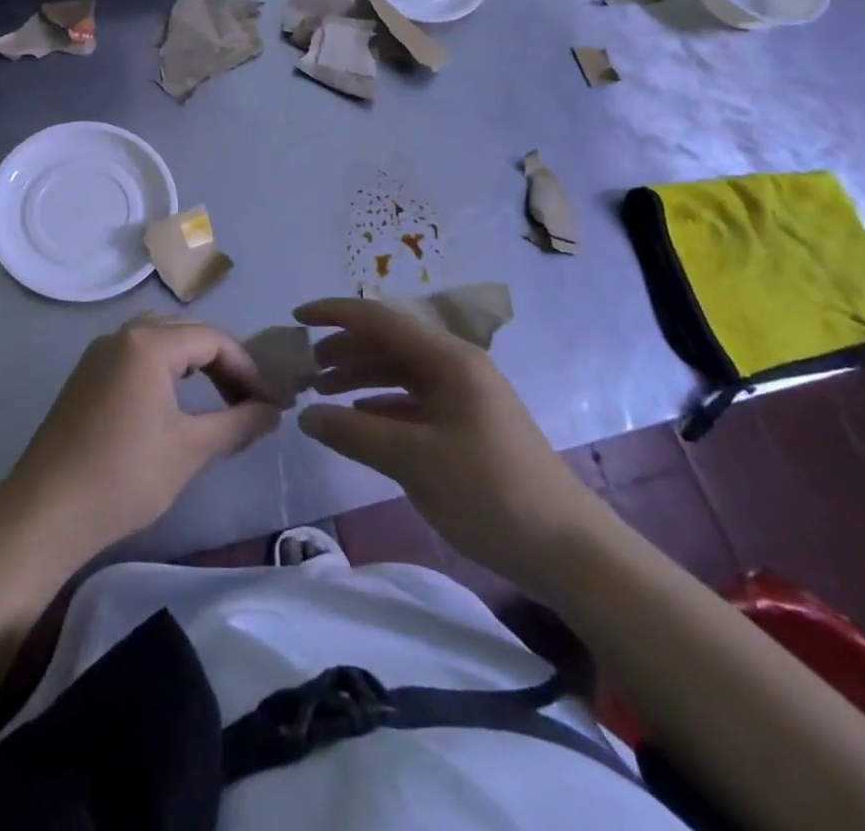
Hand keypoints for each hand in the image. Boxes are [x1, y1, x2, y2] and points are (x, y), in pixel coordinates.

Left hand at [6, 316, 280, 559]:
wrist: (45, 512)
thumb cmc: (124, 476)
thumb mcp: (190, 450)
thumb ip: (239, 423)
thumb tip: (274, 411)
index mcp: (148, 343)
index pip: (213, 339)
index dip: (248, 368)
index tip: (272, 401)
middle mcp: (122, 335)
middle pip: (187, 333)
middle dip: (224, 363)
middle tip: (250, 399)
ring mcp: (99, 353)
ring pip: (161, 342)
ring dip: (195, 365)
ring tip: (221, 398)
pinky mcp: (86, 375)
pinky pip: (137, 356)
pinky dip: (166, 370)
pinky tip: (177, 403)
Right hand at [295, 298, 608, 598]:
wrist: (569, 550)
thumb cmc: (489, 491)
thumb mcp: (413, 459)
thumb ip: (354, 432)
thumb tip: (307, 416)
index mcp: (448, 359)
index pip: (380, 320)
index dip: (335, 314)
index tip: (295, 318)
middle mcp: (456, 367)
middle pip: (389, 343)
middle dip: (344, 349)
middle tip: (304, 368)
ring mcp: (465, 396)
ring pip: (400, 372)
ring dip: (360, 377)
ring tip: (322, 392)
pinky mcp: (468, 425)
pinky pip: (414, 401)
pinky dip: (382, 405)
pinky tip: (360, 418)